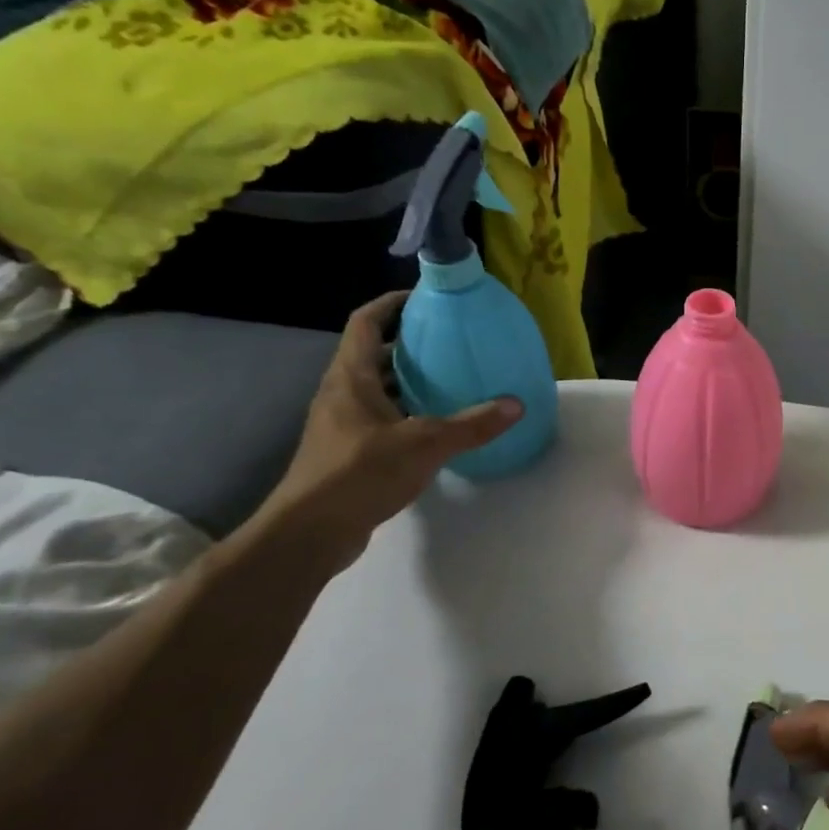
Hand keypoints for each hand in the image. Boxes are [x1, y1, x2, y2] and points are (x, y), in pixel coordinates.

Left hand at [256, 292, 522, 567]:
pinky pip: (381, 417)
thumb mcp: (425, 444)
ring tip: (451, 379)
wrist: (311, 531)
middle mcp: (342, 393)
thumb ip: (471, 425)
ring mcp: (342, 424)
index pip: (366, 323)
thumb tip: (517, 404)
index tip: (425, 298)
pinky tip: (436, 426)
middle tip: (450, 341)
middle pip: (374, 354)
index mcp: (351, 377)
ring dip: (408, 380)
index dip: (391, 303)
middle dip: (409, 343)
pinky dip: (407, 412)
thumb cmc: (360, 473)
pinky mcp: (348, 451)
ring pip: (378, 388)